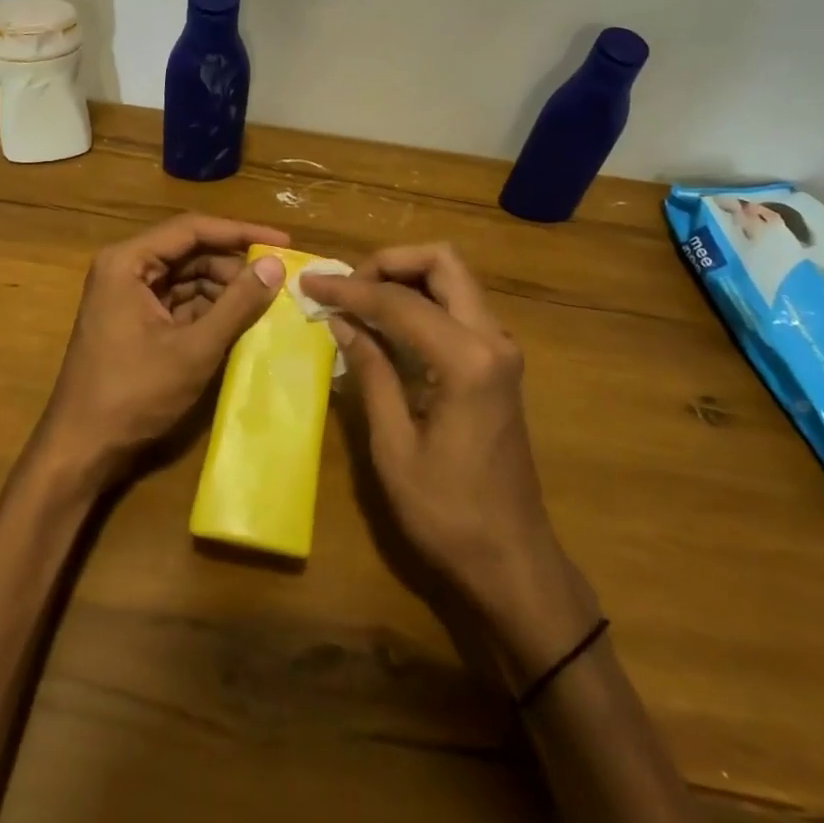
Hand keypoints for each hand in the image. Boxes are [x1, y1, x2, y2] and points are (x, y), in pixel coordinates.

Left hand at [39, 215, 289, 488]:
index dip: (240, 232)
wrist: (82, 449)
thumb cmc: (133, 394)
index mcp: (128, 262)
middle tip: (278, 279)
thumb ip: (237, 304)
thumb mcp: (194, 348)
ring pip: (188, 278)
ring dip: (225, 289)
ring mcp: (128, 296)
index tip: (282, 242)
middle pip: (190, 252)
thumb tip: (275, 265)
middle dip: (233, 265)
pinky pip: (180, 302)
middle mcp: (125, 269)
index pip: (192, 229)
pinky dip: (210, 309)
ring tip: (266, 302)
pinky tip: (241, 321)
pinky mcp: (136, 321)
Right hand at [301, 244, 599, 679]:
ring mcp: (501, 349)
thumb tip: (342, 320)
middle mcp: (493, 339)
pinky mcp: (498, 363)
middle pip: (443, 262)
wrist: (513, 560)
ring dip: (406, 277)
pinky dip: (421, 300)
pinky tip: (387, 323)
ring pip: (453, 279)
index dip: (350, 289)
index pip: (400, 301)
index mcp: (467, 360)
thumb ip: (371, 372)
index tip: (310, 283)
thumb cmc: (448, 514)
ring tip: (359, 299)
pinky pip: (458, 307)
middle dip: (389, 262)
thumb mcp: (394, 447)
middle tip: (347, 286)